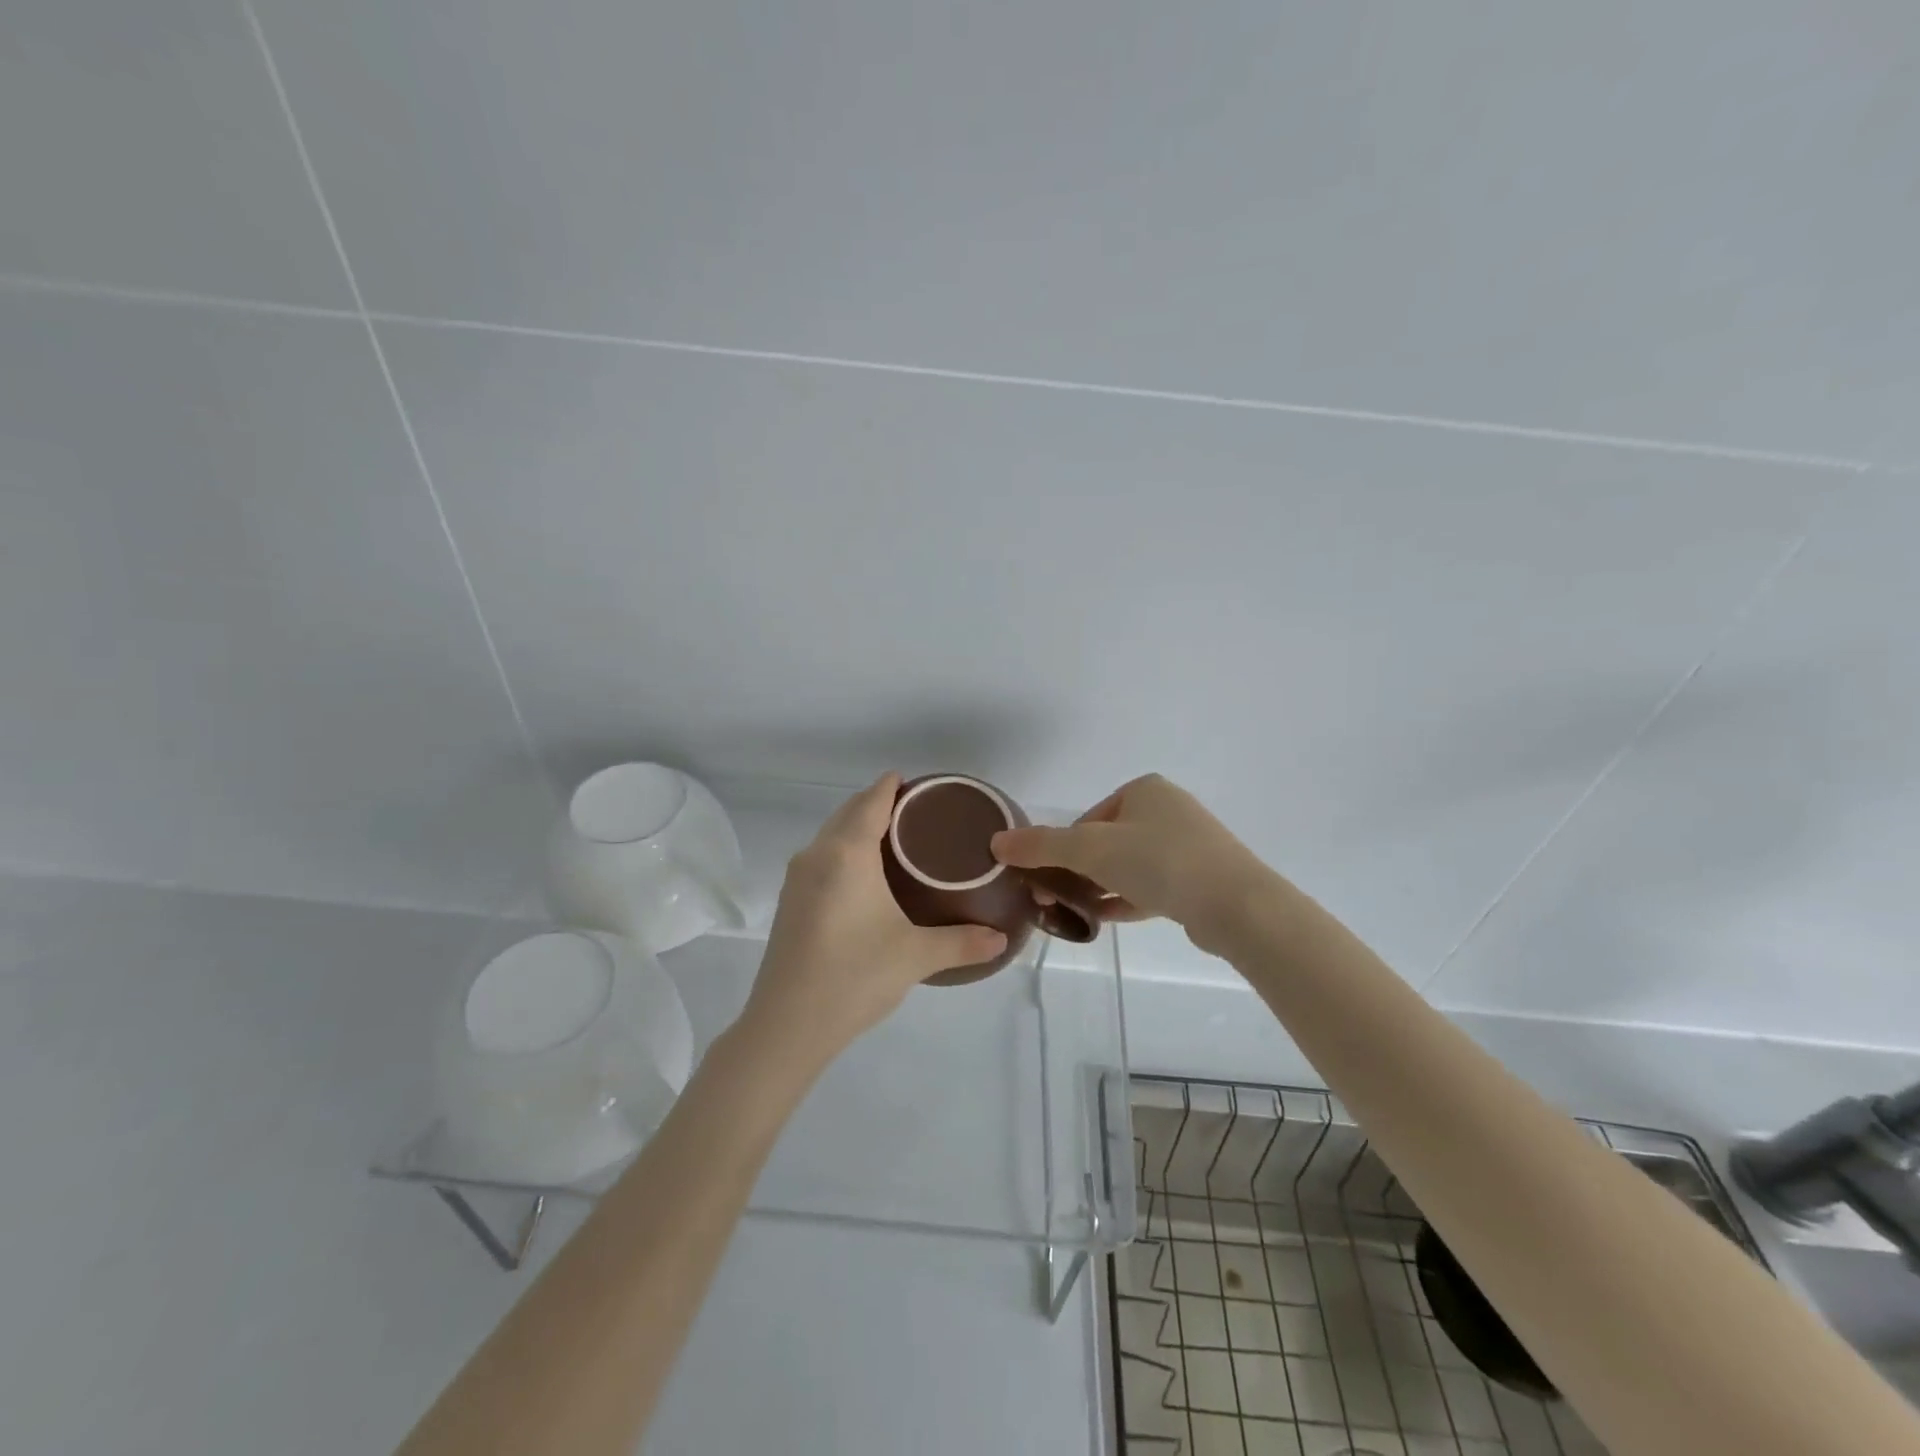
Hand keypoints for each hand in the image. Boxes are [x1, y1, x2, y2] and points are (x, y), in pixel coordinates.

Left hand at [742, 774, 1007, 1065]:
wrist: (787, 1025)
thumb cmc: (854, 977)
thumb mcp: (915, 957)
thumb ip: (962, 942)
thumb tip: (1000, 939)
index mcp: (847, 854)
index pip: (871, 801)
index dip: (892, 786)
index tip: (917, 782)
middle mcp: (817, 855)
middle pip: (848, 812)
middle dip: (877, 803)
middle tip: (917, 813)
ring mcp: (797, 878)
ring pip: (831, 835)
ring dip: (857, 827)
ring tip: (895, 840)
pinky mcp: (789, 902)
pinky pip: (820, 857)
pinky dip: (842, 850)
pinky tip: (864, 876)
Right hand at [990, 773, 1273, 951]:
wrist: (1236, 905)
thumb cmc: (1160, 862)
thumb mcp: (1092, 850)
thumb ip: (1043, 846)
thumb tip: (996, 842)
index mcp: (1144, 790)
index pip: (1088, 819)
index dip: (1064, 850)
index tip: (1050, 879)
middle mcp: (1168, 810)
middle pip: (1108, 842)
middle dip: (1081, 871)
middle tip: (1059, 900)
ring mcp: (1190, 845)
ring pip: (1131, 865)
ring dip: (1102, 887)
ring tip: (1079, 912)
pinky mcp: (1202, 878)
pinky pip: (1154, 885)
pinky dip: (1128, 898)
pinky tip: (1108, 918)